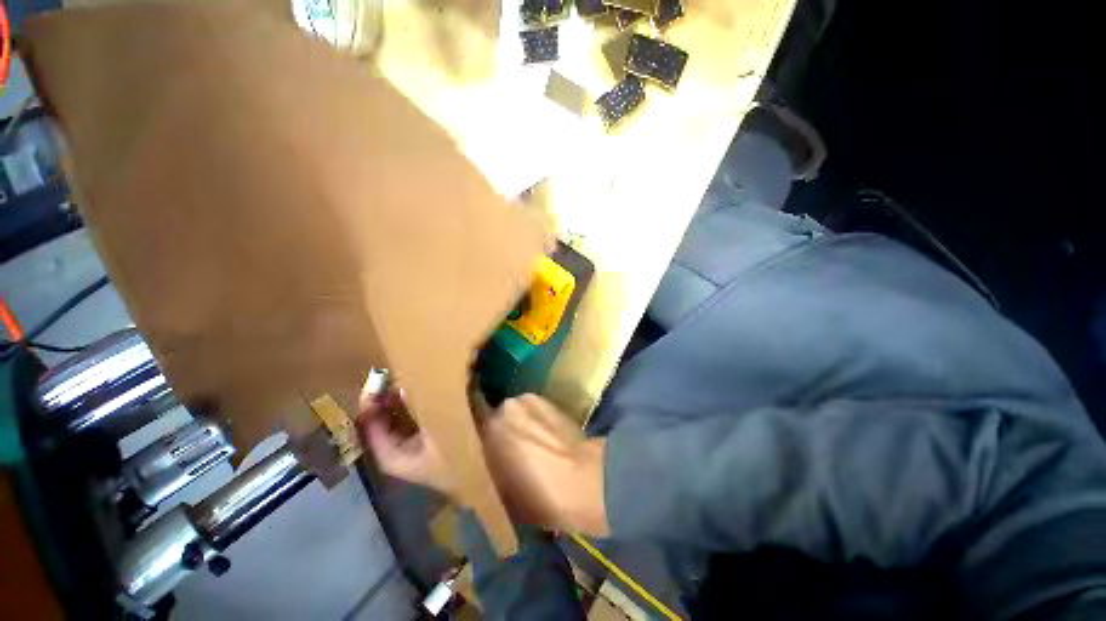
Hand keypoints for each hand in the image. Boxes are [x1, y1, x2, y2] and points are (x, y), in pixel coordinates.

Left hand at [359, 388, 608, 536]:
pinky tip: (467, 384)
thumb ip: (471, 401)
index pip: (387, 450)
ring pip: (438, 432)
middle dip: (401, 407)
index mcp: (439, 464)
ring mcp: (471, 462)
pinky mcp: (492, 453)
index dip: (374, 420)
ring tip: (431, 373)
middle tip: (403, 375)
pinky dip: (458, 407)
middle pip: (410, 439)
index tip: (375, 386)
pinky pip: (464, 427)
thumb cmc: (529, 451)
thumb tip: (461, 386)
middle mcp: (447, 468)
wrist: (572, 479)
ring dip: (431, 406)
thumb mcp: (494, 418)